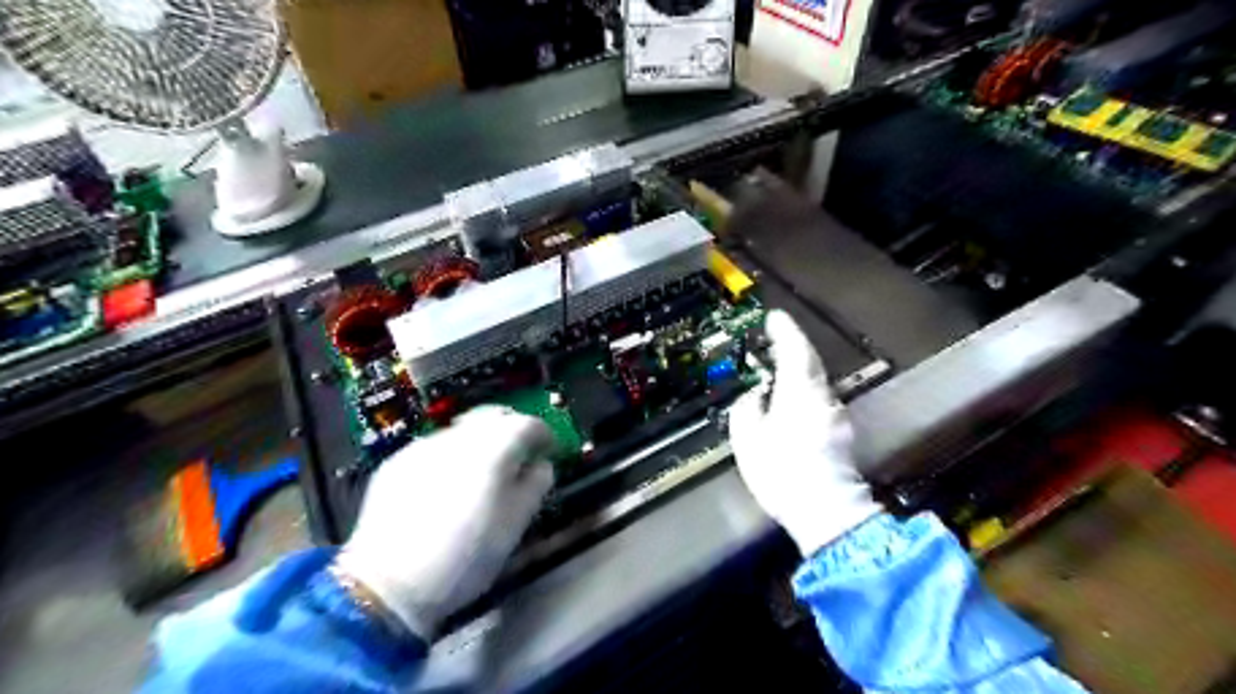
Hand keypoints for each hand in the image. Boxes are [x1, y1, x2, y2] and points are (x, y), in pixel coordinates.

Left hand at [336, 406, 552, 640]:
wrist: (387, 584)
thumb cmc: (465, 557)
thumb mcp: (515, 526)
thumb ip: (535, 486)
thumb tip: (541, 465)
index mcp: (492, 450)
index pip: (527, 424)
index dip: (544, 434)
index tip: (549, 450)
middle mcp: (458, 438)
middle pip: (493, 416)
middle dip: (512, 429)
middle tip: (519, 454)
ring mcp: (423, 446)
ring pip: (463, 430)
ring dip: (481, 441)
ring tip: (482, 472)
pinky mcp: (397, 462)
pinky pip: (435, 447)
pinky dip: (451, 456)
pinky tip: (446, 485)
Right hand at [726, 310, 883, 554]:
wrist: (826, 511)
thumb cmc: (782, 471)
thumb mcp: (748, 439)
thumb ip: (748, 410)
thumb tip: (754, 397)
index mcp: (799, 391)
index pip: (795, 349)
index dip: (784, 330)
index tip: (773, 317)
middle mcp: (823, 397)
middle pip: (810, 363)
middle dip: (793, 347)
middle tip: (775, 339)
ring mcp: (836, 416)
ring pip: (816, 383)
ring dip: (799, 372)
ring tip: (778, 373)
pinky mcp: (841, 435)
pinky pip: (819, 402)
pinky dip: (804, 394)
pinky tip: (792, 406)